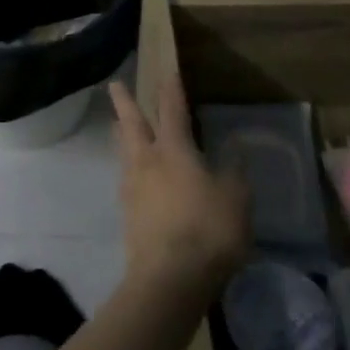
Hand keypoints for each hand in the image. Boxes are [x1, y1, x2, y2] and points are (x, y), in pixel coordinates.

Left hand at [108, 76, 250, 298]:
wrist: (169, 277)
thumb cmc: (208, 231)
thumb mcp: (236, 200)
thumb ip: (234, 172)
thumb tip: (235, 147)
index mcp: (174, 150)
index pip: (172, 111)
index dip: (172, 91)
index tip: (168, 73)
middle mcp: (147, 160)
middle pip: (132, 124)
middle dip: (124, 102)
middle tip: (114, 84)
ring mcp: (132, 186)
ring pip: (123, 149)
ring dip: (121, 132)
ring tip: (118, 125)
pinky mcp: (127, 212)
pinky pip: (125, 177)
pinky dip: (127, 166)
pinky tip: (131, 174)